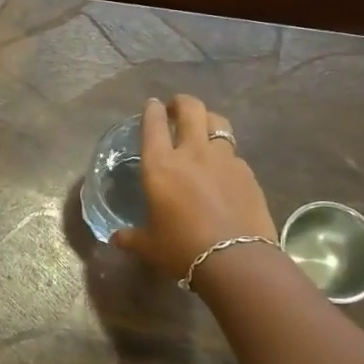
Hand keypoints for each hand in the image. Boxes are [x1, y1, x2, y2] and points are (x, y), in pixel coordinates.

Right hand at [111, 95, 276, 280]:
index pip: (153, 124)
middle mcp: (192, 153)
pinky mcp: (247, 173)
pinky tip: (224, 170)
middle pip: (191, 109)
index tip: (152, 105)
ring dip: (208, 120)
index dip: (151, 110)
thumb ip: (132, 237)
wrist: (236, 261)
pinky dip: (226, 154)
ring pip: (218, 123)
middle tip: (176, 108)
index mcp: (160, 165)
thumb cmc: (182, 249)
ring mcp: (224, 160)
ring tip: (204, 129)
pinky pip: (234, 154)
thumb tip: (116, 238)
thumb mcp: (150, 245)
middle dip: (182, 102)